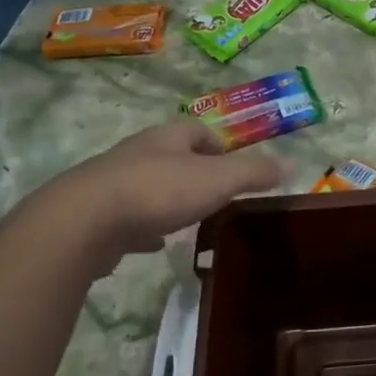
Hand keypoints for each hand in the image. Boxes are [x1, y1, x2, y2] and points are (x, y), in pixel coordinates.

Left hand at [36, 121, 287, 274]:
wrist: (84, 221)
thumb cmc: (159, 191)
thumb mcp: (218, 179)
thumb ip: (254, 173)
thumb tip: (292, 163)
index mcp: (167, 138)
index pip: (198, 131)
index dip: (219, 146)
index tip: (234, 168)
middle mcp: (138, 152)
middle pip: (171, 156)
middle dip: (193, 172)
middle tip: (215, 195)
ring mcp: (113, 183)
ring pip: (148, 185)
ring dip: (167, 198)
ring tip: (187, 219)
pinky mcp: (95, 214)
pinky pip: (127, 216)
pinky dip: (144, 227)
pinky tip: (153, 245)